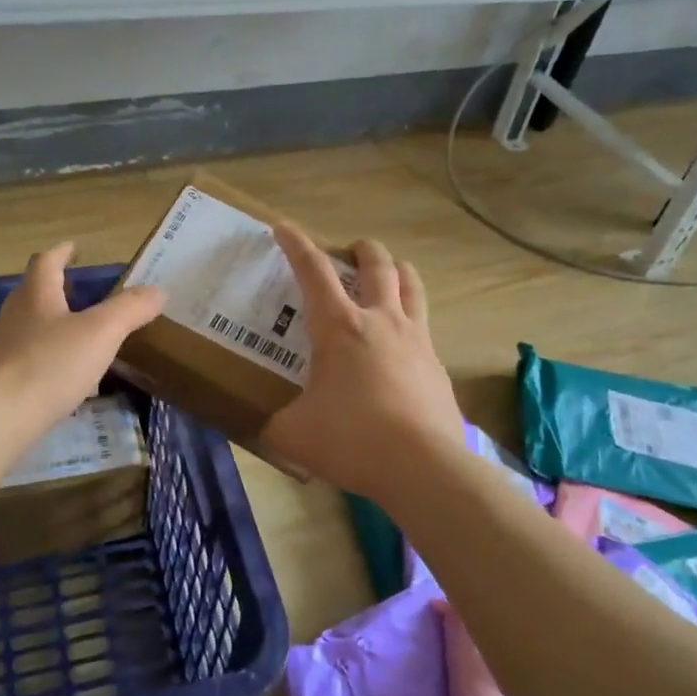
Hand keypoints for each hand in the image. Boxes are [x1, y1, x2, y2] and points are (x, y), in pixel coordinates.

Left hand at [0, 243, 164, 447]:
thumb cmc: (48, 365)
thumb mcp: (100, 333)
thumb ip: (130, 309)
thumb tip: (158, 290)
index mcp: (36, 295)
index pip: (47, 262)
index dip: (62, 252)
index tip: (75, 249)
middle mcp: (14, 316)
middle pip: (34, 293)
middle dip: (57, 289)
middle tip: (83, 292)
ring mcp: (2, 350)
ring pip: (29, 327)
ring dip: (52, 324)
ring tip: (78, 334)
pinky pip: (26, 360)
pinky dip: (46, 358)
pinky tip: (62, 375)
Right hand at [260, 223, 464, 498]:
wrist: (424, 468)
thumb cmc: (352, 440)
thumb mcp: (293, 435)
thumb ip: (272, 425)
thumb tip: (260, 427)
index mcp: (339, 327)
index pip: (313, 271)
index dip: (296, 244)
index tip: (283, 227)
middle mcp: (381, 320)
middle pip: (377, 264)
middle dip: (361, 250)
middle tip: (349, 252)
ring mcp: (416, 340)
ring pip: (411, 284)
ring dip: (396, 271)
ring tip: (387, 275)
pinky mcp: (437, 365)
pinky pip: (424, 326)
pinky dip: (411, 319)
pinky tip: (401, 343)